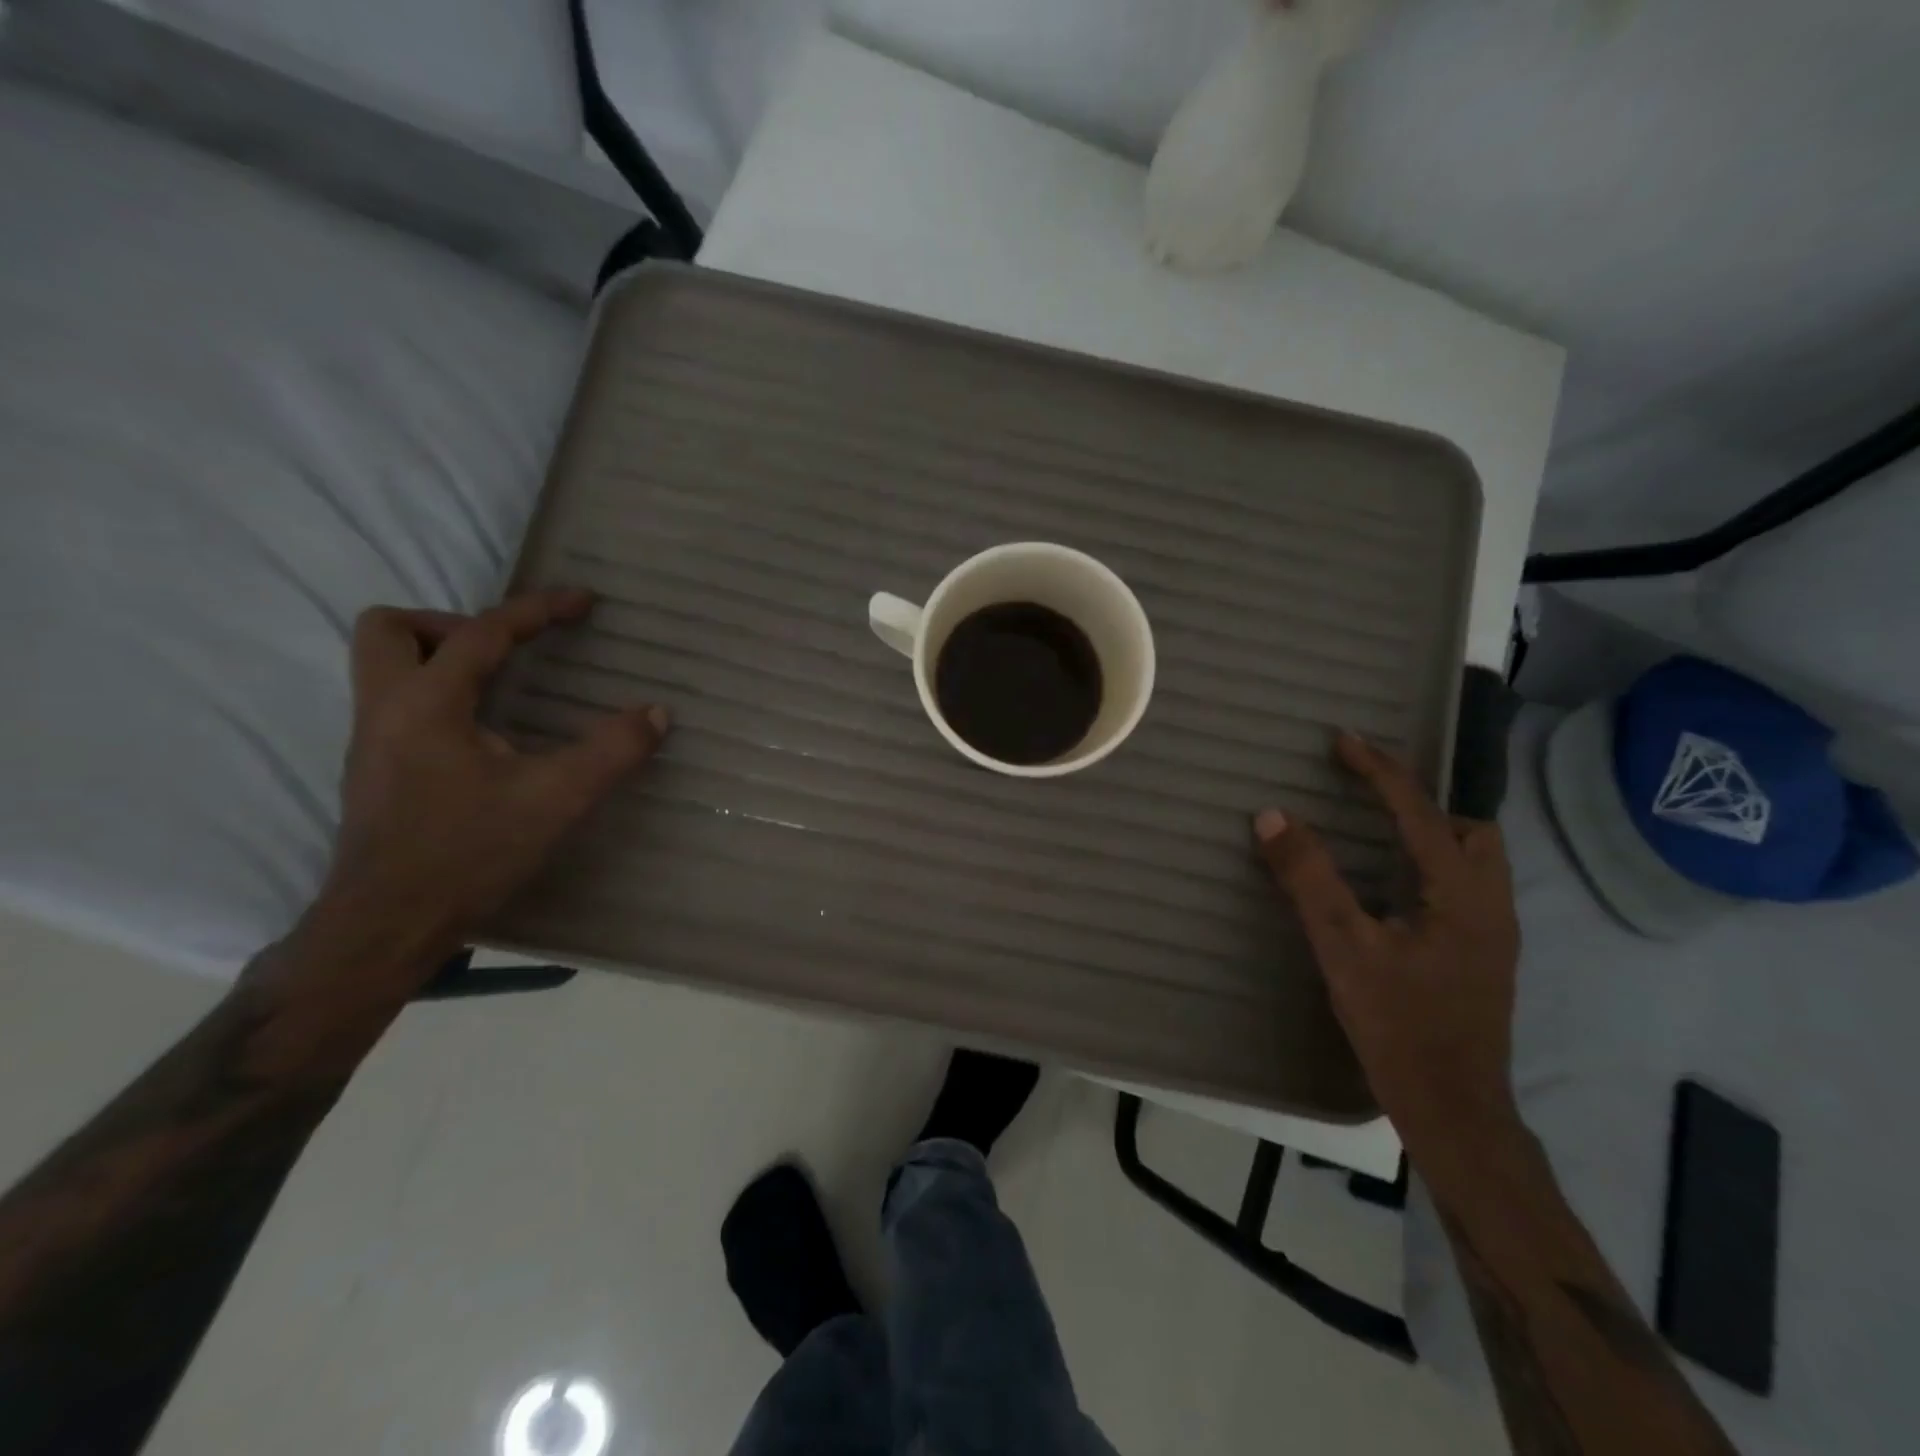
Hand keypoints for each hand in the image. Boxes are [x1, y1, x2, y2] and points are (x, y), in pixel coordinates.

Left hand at [301, 588, 668, 991]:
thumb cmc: (469, 854)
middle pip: (392, 629)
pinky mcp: (376, 772)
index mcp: (426, 704)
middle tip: (509, 651)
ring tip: (502, 685)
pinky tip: (484, 735)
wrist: (387, 926)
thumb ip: (612, 751)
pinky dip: (440, 696)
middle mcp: (386, 710)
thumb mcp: (556, 799)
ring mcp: (372, 742)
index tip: (583, 602)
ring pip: (385, 666)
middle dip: (455, 624)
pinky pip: (398, 704)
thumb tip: (657, 713)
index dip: (537, 609)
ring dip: (442, 658)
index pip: (480, 632)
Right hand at [1254, 732, 1519, 1158]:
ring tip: (1378, 823)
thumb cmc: (1400, 1025)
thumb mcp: (1344, 947)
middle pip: (1471, 826)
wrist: (1454, 1109)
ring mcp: (1492, 932)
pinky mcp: (1480, 954)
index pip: (1420, 811)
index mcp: (1463, 893)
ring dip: (1430, 828)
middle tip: (1370, 788)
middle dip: (1423, 797)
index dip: (1379, 770)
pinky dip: (1429, 860)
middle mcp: (1490, 903)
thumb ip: (1308, 878)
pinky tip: (1393, 882)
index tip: (1342, 739)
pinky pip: (1460, 883)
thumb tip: (1273, 815)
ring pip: (1472, 857)